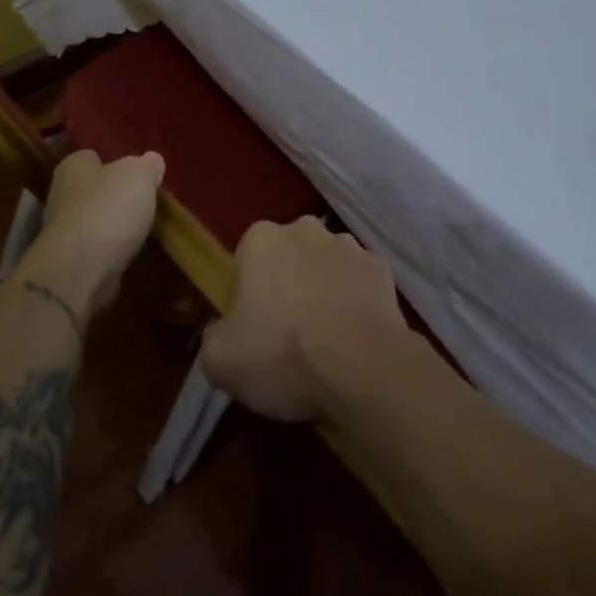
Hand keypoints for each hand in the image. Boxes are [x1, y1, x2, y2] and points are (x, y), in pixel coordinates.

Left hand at [17, 149, 164, 319]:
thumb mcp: (139, 175)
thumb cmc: (108, 209)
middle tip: (142, 200)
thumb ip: (148, 165)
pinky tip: (129, 253)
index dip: (113, 161)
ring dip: (113, 225)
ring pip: (94, 220)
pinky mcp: (70, 262)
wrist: (80, 270)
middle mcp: (61, 195)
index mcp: (72, 167)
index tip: (135, 172)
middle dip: (114, 195)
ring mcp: (62, 231)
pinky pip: (95, 249)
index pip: (91, 156)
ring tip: (141, 228)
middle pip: (92, 189)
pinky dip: (110, 251)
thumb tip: (152, 161)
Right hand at [201, 217, 408, 422]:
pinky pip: (360, 283)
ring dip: (324, 288)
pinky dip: (357, 301)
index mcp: (261, 239)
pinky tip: (355, 335)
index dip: (248, 291)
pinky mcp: (382, 269)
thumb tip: (223, 334)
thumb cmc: (281, 353)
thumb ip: (213, 338)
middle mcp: (305, 229)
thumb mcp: (220, 360)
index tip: (253, 326)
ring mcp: (349, 245)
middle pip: (289, 254)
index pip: (247, 257)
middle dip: (288, 282)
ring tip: (326, 337)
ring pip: (327, 265)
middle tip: (288, 331)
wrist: (361, 366)